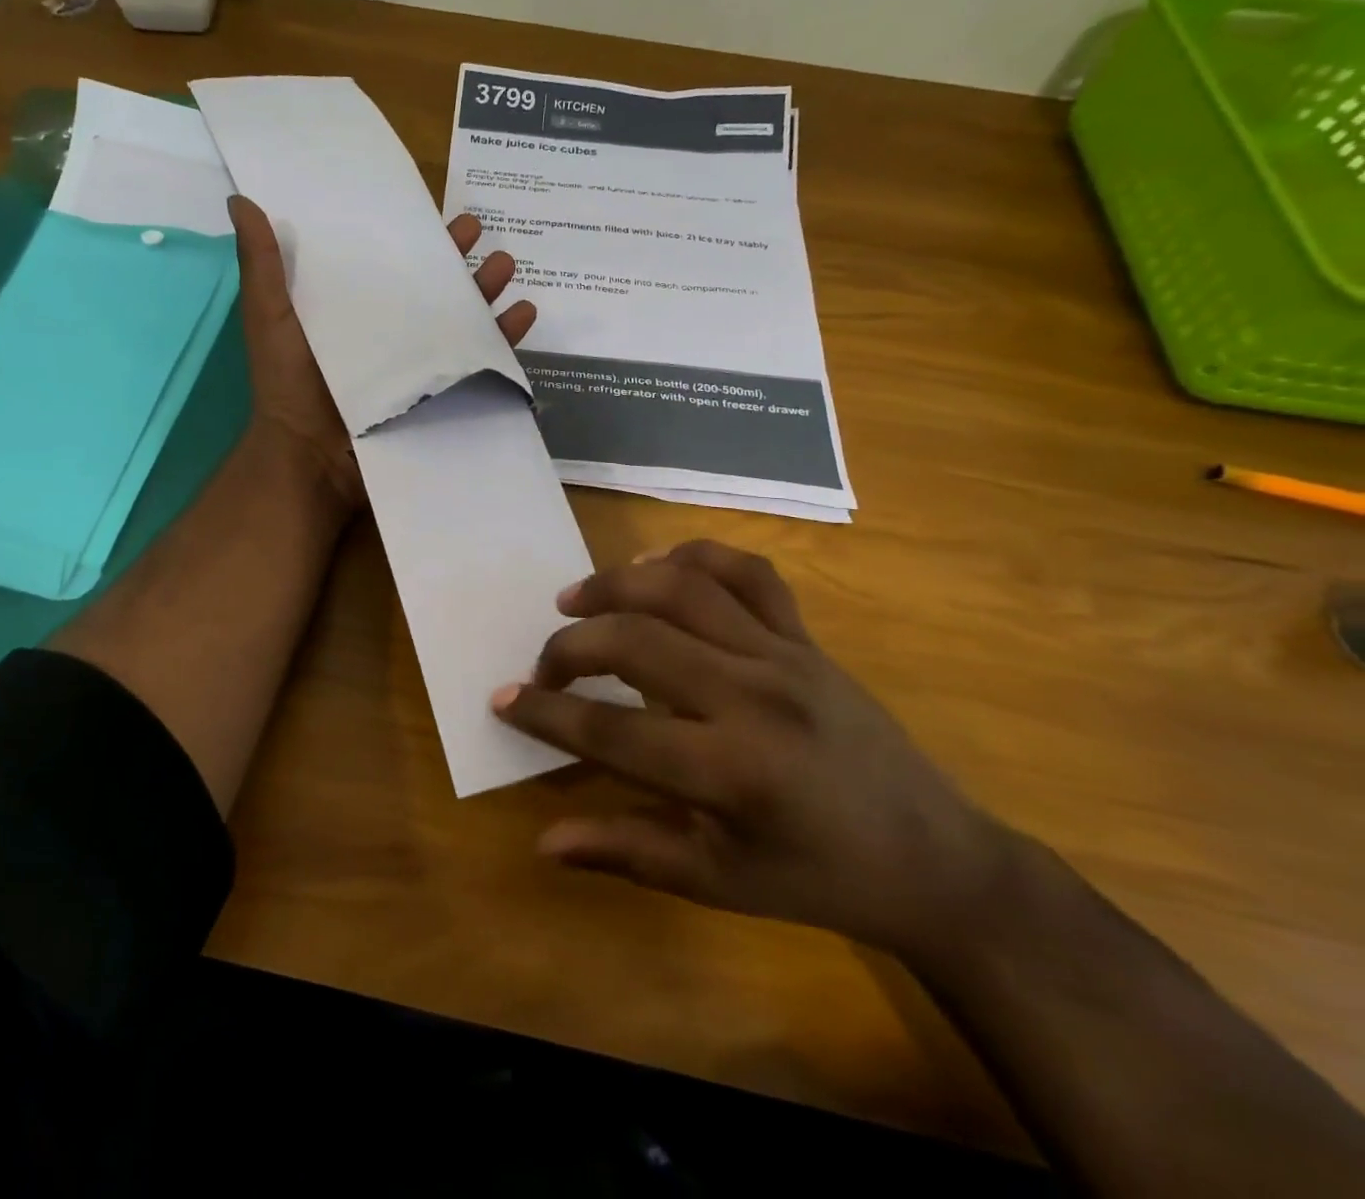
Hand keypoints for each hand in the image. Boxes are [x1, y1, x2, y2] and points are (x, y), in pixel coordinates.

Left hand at [228, 194, 535, 509]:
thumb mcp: (270, 318)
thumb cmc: (289, 385)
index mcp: (352, 309)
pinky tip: (523, 313)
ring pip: (461, 319)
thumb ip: (262, 265)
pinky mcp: (439, 395)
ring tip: (505, 266)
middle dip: (457, 258)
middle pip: (431, 287)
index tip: (433, 208)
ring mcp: (416, 365)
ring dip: (486, 290)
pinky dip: (504, 340)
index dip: (411, 236)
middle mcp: (388, 332)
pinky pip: (478, 363)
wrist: (312, 458)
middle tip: (478, 230)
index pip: (388, 263)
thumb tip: (242, 200)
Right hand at [492, 541, 1016, 960]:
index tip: (502, 699)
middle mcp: (753, 696)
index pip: (610, 729)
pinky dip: (695, 556)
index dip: (546, 713)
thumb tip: (544, 841)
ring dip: (616, 584)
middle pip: (635, 640)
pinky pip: (747, 572)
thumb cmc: (819, 880)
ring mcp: (785, 655)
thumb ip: (627, 852)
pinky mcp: (807, 637)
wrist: (936, 859)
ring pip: (682, 587)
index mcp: (731, 770)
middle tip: (543, 665)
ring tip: (576, 600)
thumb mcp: (719, 882)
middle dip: (570, 646)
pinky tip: (657, 568)